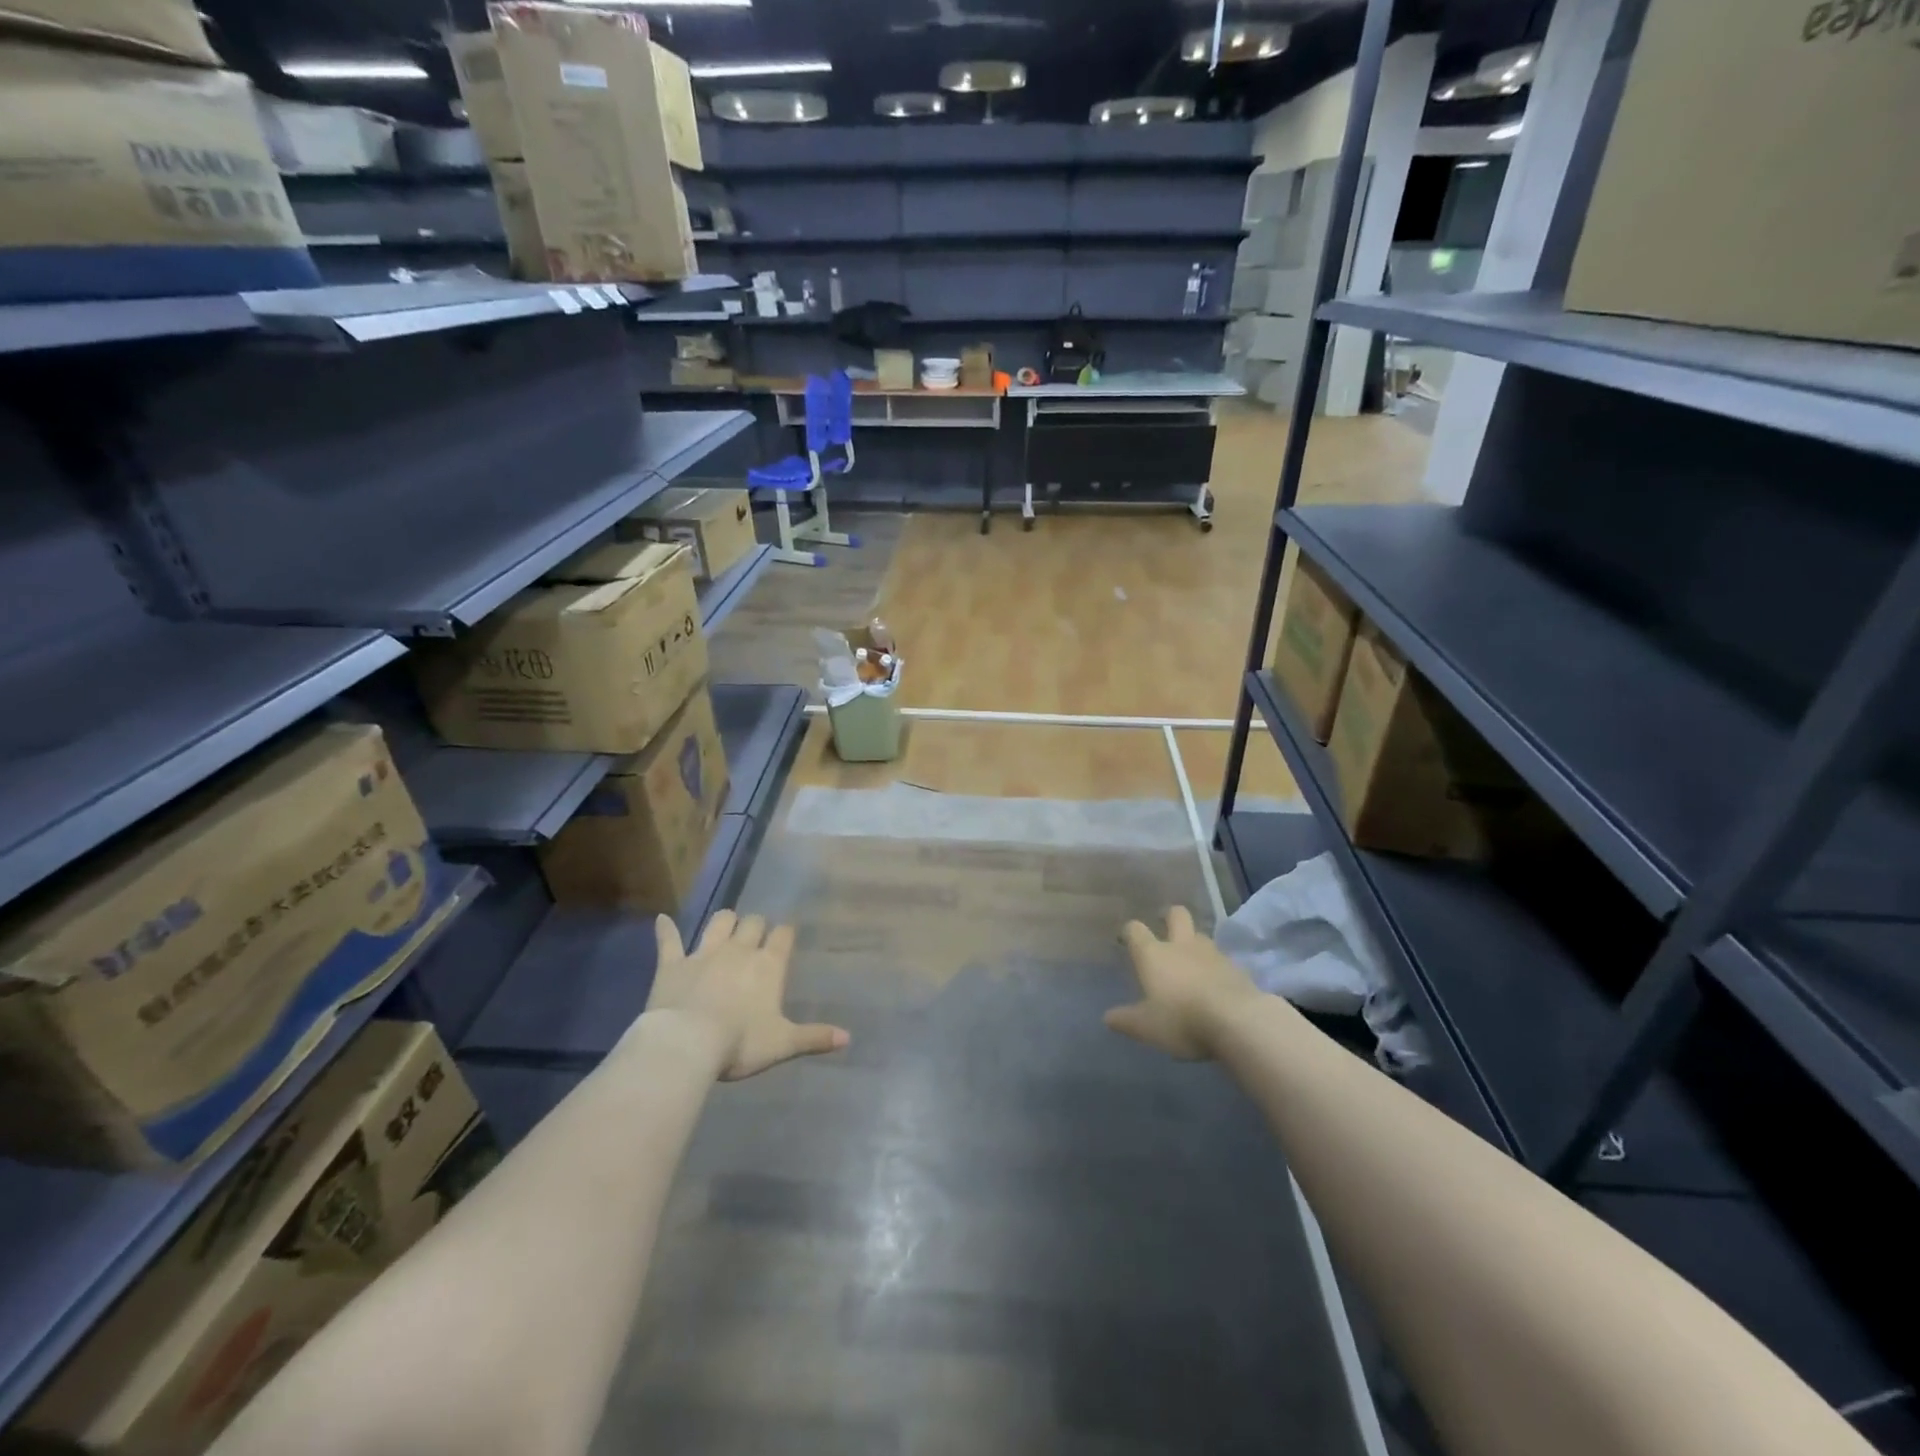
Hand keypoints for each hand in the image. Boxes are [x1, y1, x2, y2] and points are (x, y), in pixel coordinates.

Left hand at [642, 911, 849, 1080]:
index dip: (785, 934)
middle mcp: (739, 951)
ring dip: (724, 922)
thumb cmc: (741, 1043)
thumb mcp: (783, 1043)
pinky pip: (669, 940)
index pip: (783, 935)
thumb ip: (814, 1037)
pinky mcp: (673, 964)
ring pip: (718, 923)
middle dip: (756, 926)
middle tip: (755, 936)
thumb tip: (848, 1038)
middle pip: (752, 923)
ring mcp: (704, 953)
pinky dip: (665, 929)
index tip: (785, 936)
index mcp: (768, 965)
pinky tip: (661, 920)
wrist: (687, 1044)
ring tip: (726, 926)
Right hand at [1106, 906, 1260, 1060]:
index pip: (1136, 930)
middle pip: (1176, 915)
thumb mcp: (1146, 1027)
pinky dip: (1217, 968)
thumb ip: (1126, 1020)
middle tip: (1165, 929)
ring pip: (1201, 936)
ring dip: (1195, 944)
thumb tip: (1108, 1018)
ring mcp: (1212, 954)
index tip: (1126, 939)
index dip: (1130, 931)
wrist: (1238, 1022)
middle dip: (1170, 917)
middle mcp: (1182, 945)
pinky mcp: (1238, 968)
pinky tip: (1216, 985)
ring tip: (1192, 963)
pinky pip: (1223, 961)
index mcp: (1154, 954)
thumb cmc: (1182, 1020)